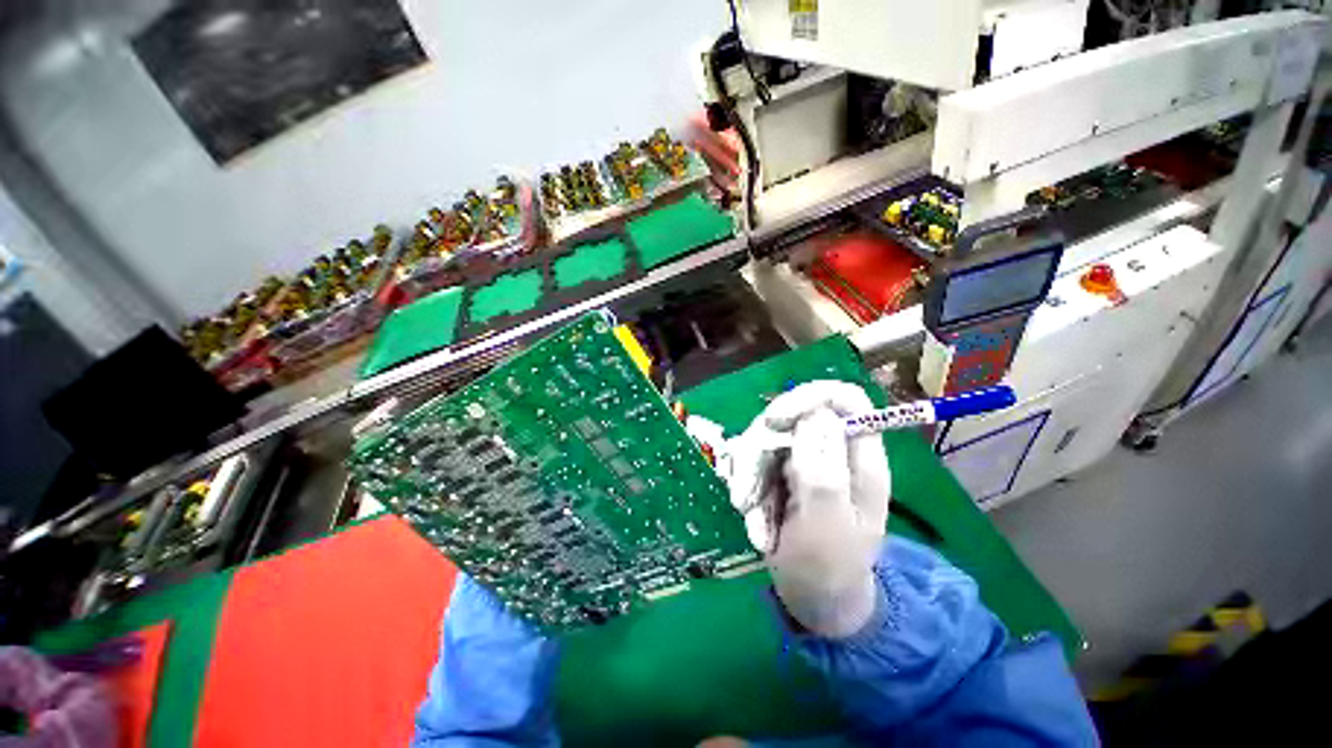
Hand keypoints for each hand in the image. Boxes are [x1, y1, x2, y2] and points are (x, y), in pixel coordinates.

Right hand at [728, 381, 890, 637]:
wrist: (815, 601)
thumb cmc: (828, 569)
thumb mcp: (826, 525)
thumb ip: (823, 470)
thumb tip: (816, 414)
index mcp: (858, 457)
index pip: (842, 397)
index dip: (807, 397)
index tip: (774, 422)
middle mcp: (830, 449)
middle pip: (790, 416)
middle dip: (760, 451)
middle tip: (747, 493)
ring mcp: (803, 459)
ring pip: (764, 439)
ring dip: (749, 478)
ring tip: (751, 517)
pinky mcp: (780, 472)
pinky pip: (752, 462)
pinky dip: (747, 490)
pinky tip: (755, 523)